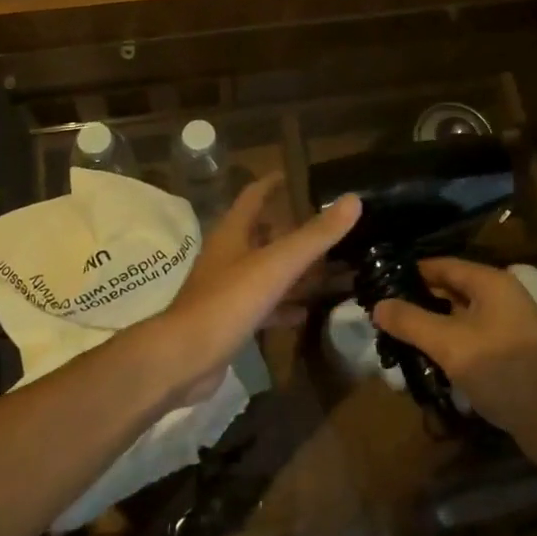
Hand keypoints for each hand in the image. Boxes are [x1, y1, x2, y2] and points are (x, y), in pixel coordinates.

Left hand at [159, 175, 361, 402]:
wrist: (183, 359)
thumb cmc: (227, 302)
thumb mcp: (277, 265)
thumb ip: (315, 235)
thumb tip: (353, 200)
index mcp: (233, 233)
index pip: (253, 196)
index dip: (273, 183)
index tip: (296, 176)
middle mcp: (228, 256)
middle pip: (262, 234)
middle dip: (291, 229)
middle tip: (326, 228)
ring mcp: (227, 290)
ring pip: (266, 271)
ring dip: (293, 270)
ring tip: (328, 268)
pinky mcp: (230, 320)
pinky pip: (264, 306)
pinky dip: (285, 305)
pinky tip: (306, 312)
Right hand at [373, 257, 536, 444]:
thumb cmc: (501, 369)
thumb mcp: (449, 344)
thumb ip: (411, 322)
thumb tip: (377, 305)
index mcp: (490, 282)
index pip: (442, 265)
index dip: (411, 272)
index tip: (380, 283)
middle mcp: (501, 296)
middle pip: (452, 290)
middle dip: (419, 301)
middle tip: (384, 314)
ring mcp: (508, 325)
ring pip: (460, 316)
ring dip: (433, 326)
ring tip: (399, 338)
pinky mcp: (509, 352)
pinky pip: (471, 338)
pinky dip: (450, 344)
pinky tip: (429, 360)